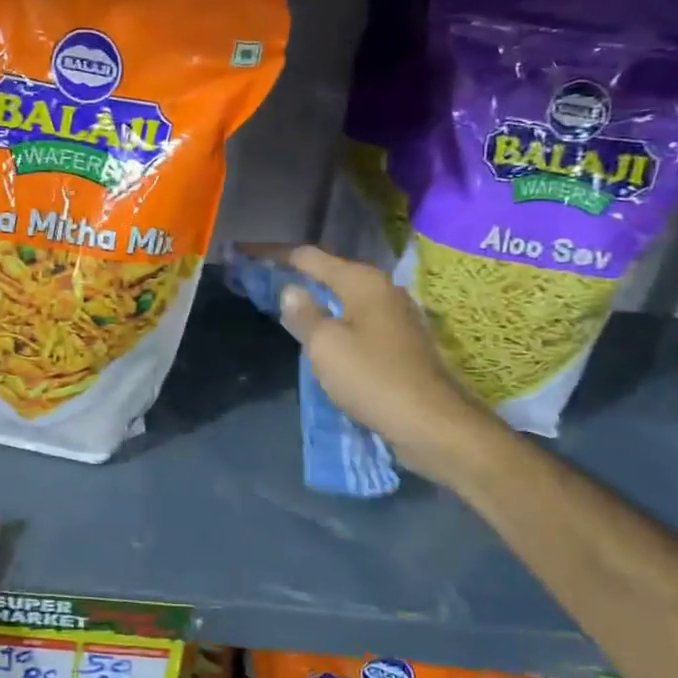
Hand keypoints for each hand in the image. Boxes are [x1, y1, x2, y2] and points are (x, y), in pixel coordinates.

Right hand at [279, 245, 498, 484]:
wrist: (433, 424)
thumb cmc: (373, 378)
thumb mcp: (325, 346)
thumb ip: (304, 314)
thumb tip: (291, 290)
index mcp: (362, 281)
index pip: (308, 256)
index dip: (273, 254)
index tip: (244, 254)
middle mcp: (382, 289)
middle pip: (329, 272)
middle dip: (295, 275)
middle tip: (260, 281)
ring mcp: (395, 315)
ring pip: (344, 297)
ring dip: (315, 299)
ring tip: (284, 306)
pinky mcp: (401, 341)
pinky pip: (357, 318)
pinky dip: (334, 319)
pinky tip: (319, 334)